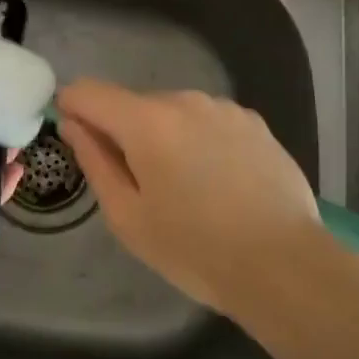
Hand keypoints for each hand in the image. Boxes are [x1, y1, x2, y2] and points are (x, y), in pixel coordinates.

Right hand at [55, 79, 322, 314]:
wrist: (285, 267)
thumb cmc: (196, 250)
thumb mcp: (128, 217)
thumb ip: (94, 161)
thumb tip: (72, 124)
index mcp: (146, 121)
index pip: (89, 91)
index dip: (72, 108)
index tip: (78, 139)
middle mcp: (184, 99)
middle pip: (133, 105)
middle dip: (125, 134)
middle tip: (142, 188)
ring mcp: (223, 107)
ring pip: (173, 113)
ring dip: (166, 137)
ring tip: (189, 189)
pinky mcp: (254, 121)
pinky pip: (208, 122)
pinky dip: (201, 141)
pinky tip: (222, 183)